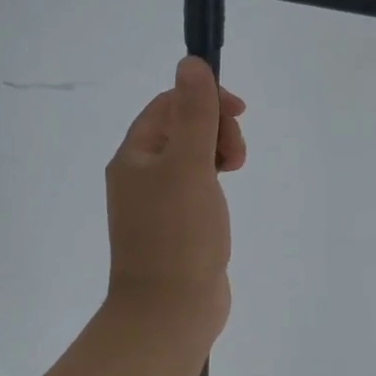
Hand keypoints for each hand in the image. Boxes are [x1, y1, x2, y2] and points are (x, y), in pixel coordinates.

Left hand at [104, 57, 246, 342]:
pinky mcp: (177, 227)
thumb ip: (195, 114)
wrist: (170, 312)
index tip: (240, 112)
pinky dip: (214, 180)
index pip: (169, 104)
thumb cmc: (179, 235)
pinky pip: (196, 187)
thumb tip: (190, 63)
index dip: (206, 98)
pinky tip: (225, 195)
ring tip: (236, 172)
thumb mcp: (189, 166)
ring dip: (219, 152)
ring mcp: (158, 204)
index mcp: (134, 155)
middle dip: (216, 128)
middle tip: (236, 157)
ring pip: (192, 158)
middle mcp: (140, 175)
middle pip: (182, 128)